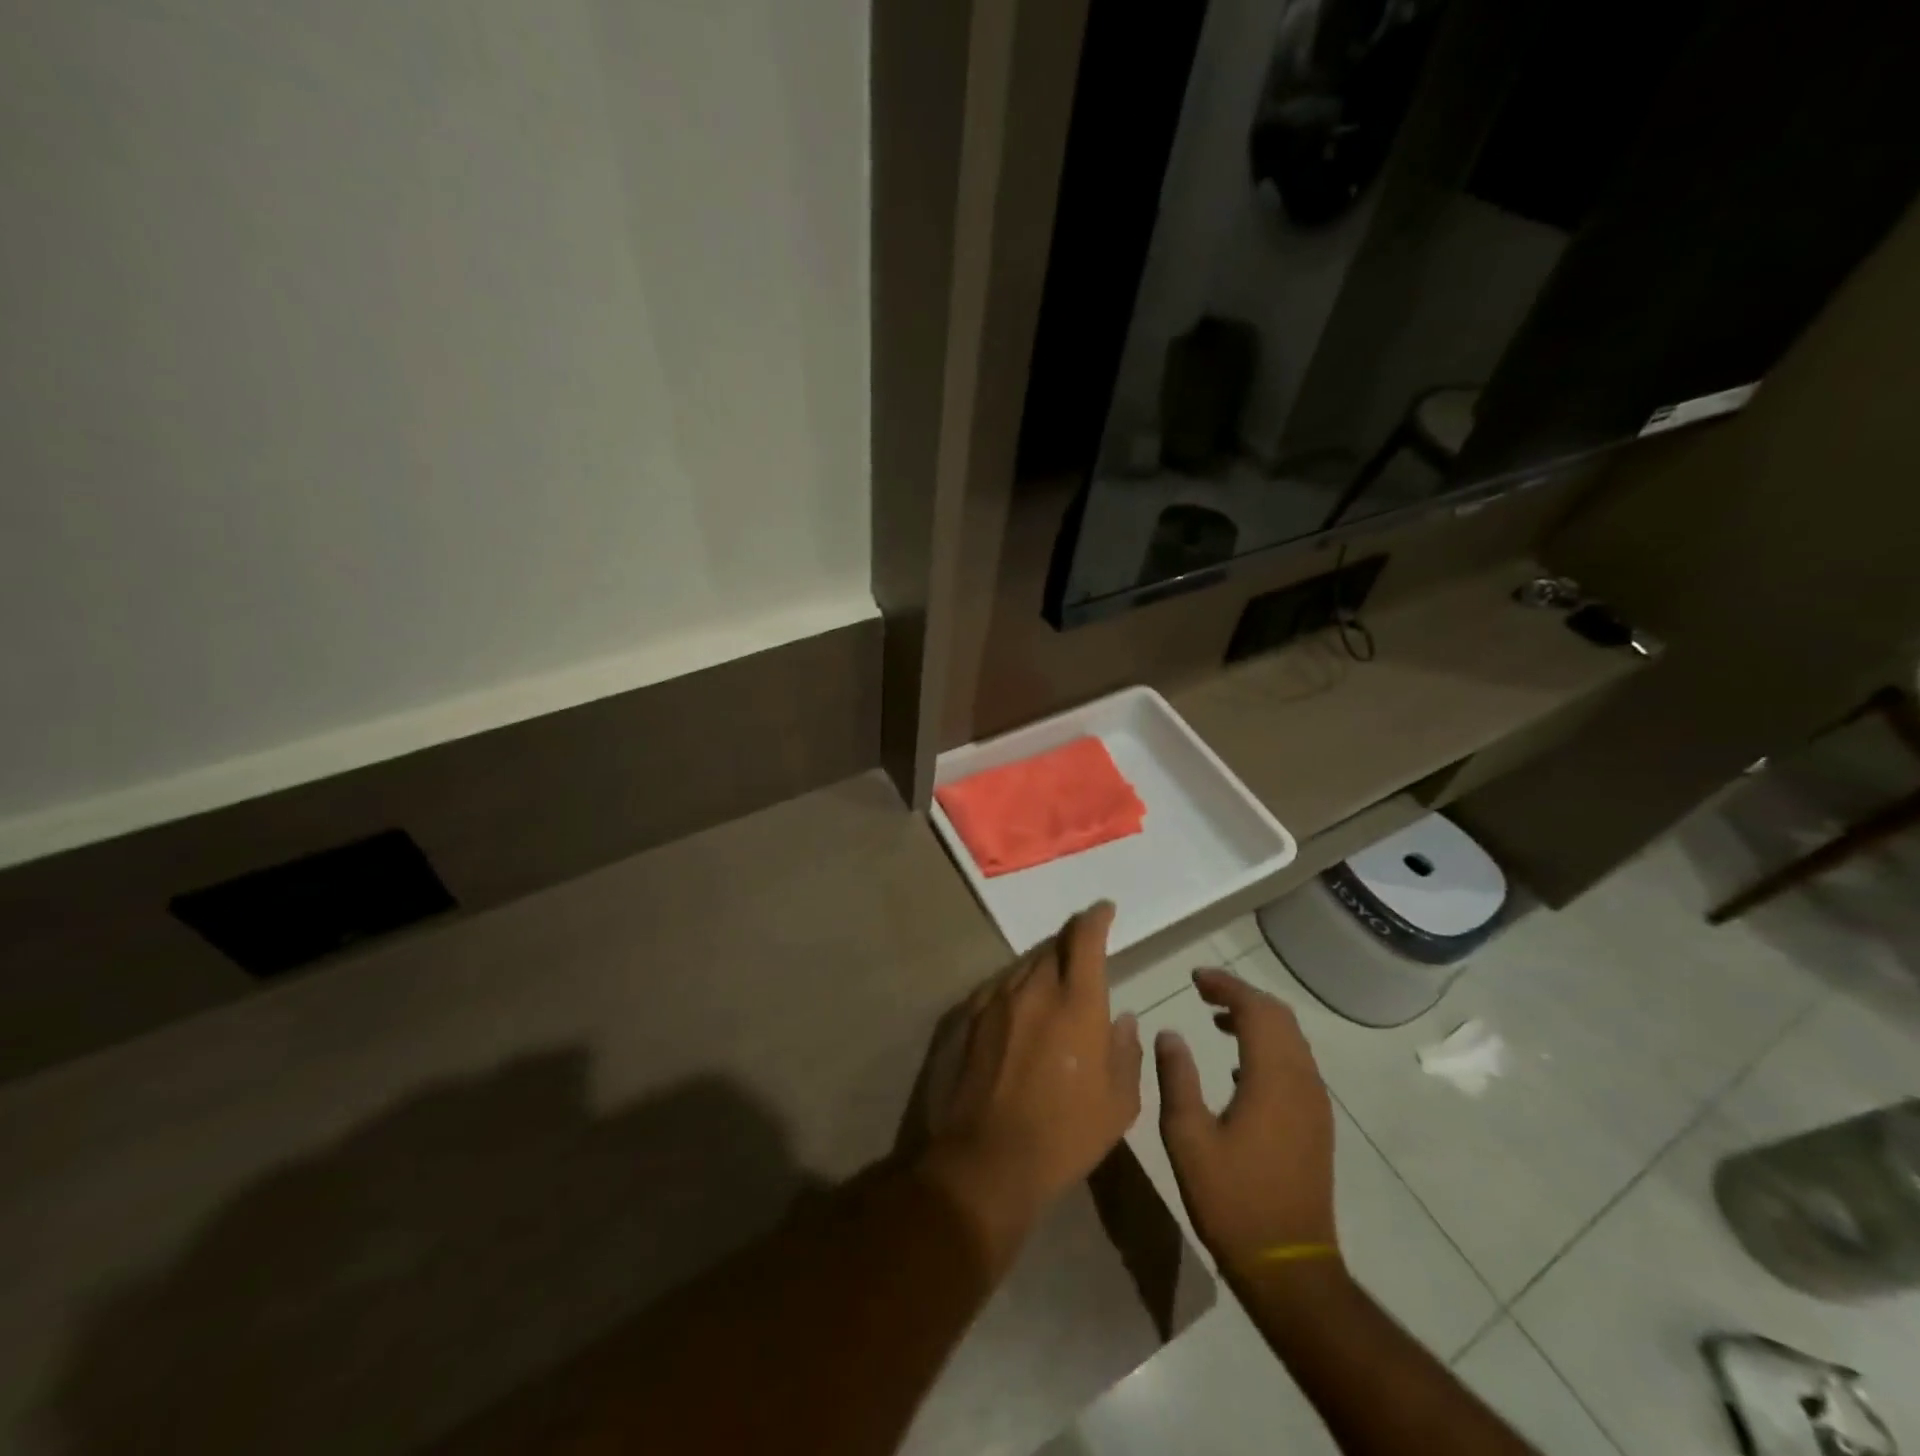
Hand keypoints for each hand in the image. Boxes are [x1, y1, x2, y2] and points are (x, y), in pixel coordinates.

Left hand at [921, 903, 1143, 1267]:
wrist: (986, 1158)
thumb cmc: (1064, 1134)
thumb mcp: (1118, 1103)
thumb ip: (1125, 1052)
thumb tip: (1122, 1019)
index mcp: (1076, 1002)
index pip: (1086, 938)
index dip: (1096, 917)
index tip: (1104, 909)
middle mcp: (1034, 988)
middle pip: (1053, 946)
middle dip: (1071, 942)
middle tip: (1083, 952)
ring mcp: (996, 1000)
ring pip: (1024, 965)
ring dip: (1043, 965)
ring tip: (1053, 982)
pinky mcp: (968, 1017)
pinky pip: (999, 986)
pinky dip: (1016, 987)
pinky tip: (1020, 1007)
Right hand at [1155, 969, 1337, 1277]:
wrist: (1289, 1265)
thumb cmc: (1232, 1199)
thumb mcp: (1187, 1136)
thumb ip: (1177, 1077)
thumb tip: (1169, 1033)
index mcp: (1272, 1078)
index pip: (1256, 1009)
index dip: (1226, 985)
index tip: (1194, 977)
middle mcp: (1302, 1081)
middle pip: (1279, 1017)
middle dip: (1242, 995)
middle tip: (1203, 990)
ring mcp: (1314, 1103)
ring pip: (1291, 1039)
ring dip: (1257, 1019)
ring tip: (1216, 1017)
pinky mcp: (1315, 1123)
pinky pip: (1295, 1063)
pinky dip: (1268, 1045)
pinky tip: (1237, 1064)